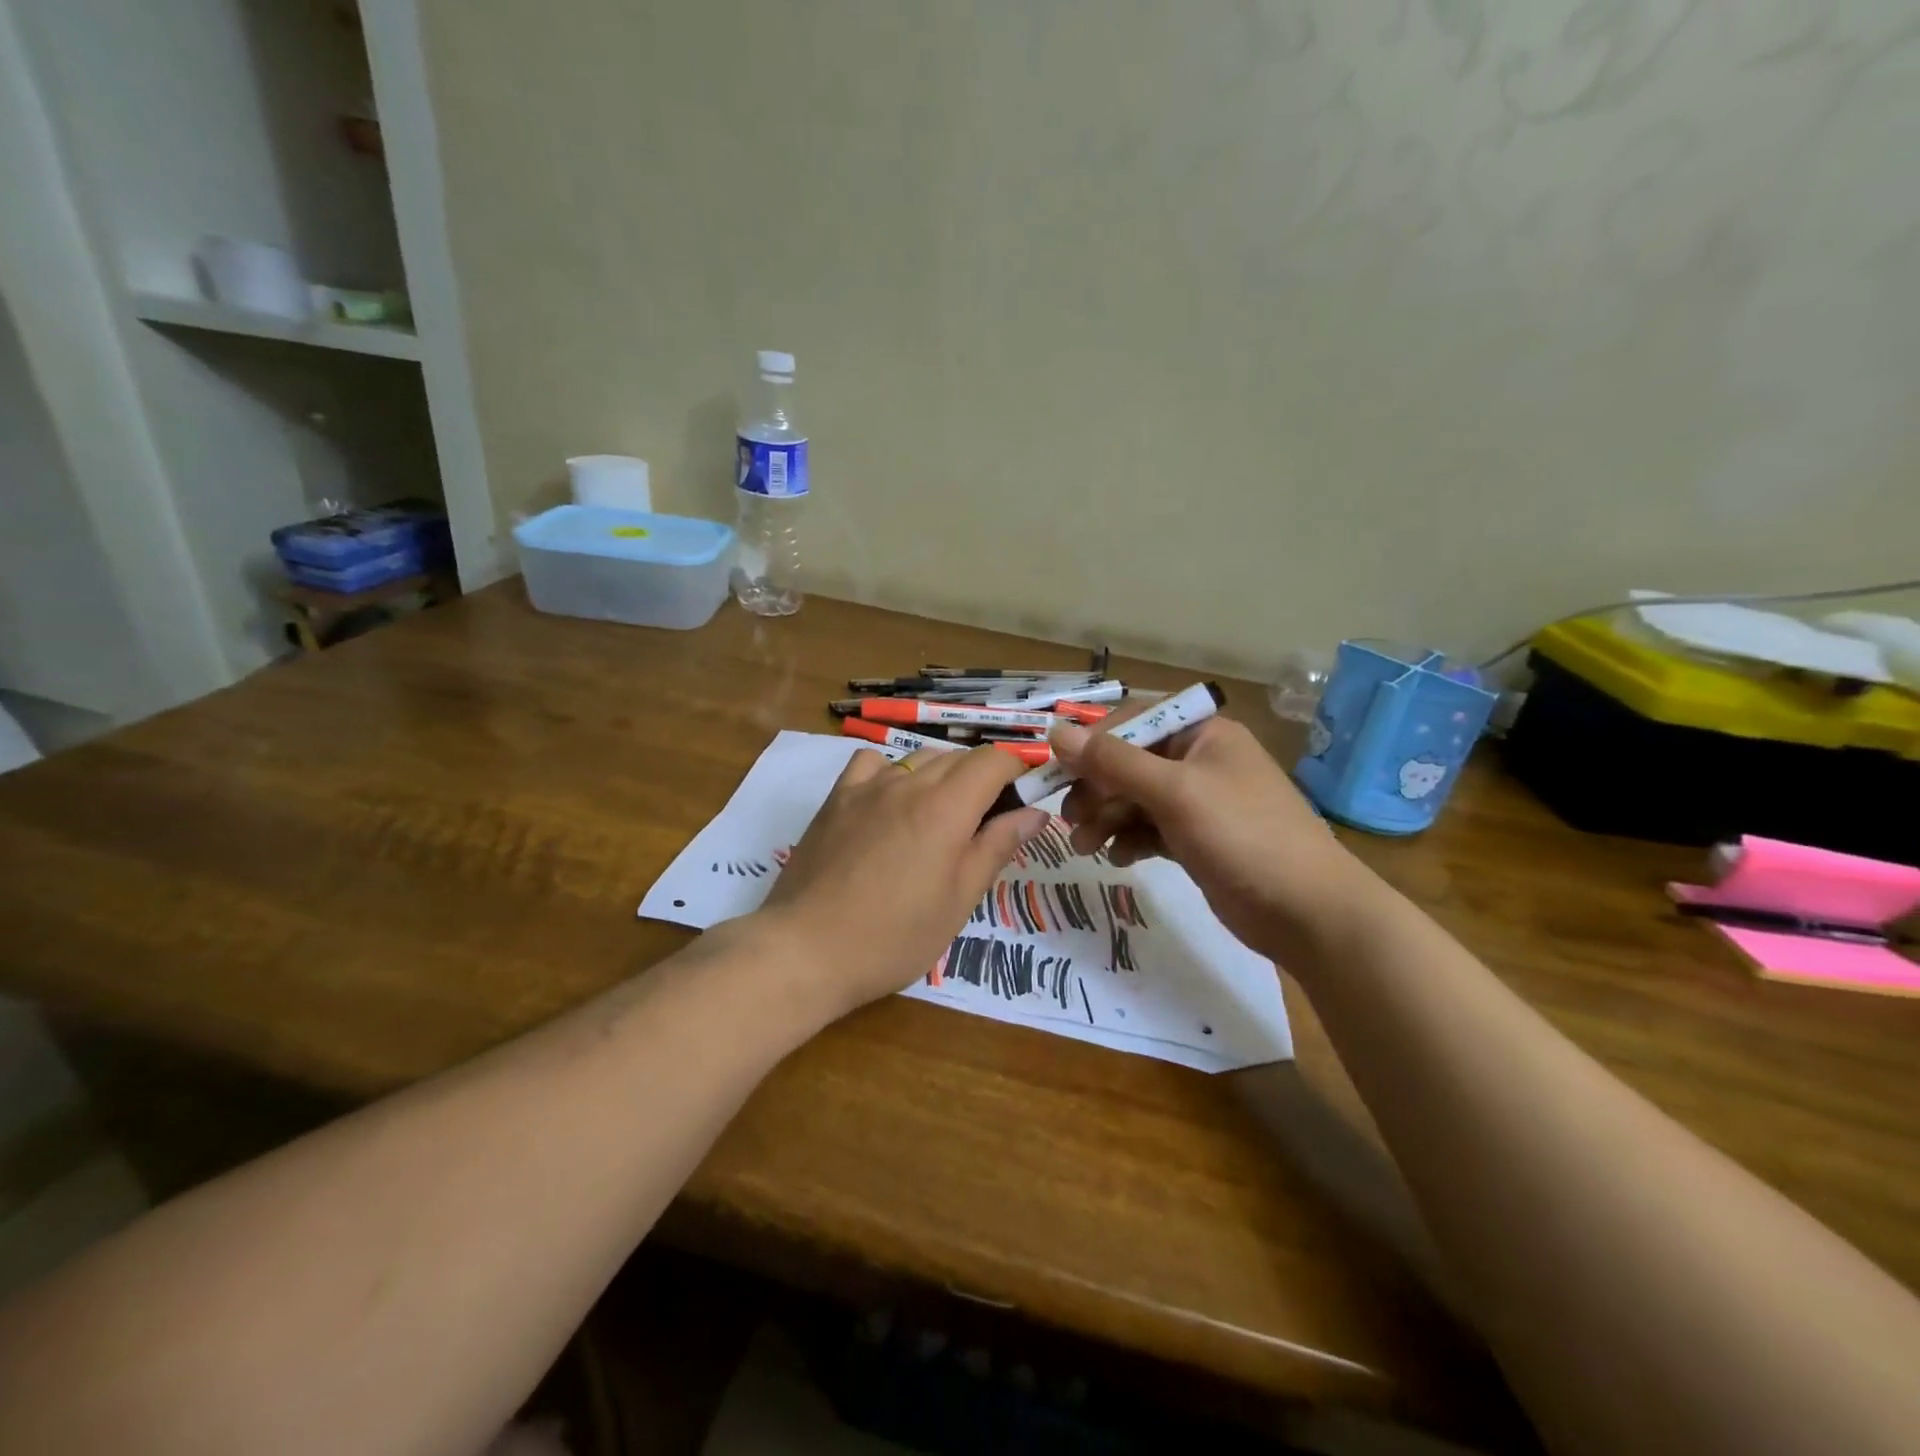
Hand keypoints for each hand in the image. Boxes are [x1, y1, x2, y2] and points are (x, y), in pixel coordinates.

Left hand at [758, 746, 1050, 1019]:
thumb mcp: (958, 900)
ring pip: (919, 758)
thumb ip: (997, 847)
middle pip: (959, 757)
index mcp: (946, 807)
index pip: (994, 760)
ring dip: (942, 776)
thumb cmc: (894, 936)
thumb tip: (1035, 812)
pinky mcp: (836, 798)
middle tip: (985, 824)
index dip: (1017, 772)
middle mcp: (908, 783)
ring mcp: (867, 786)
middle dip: (983, 779)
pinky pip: (872, 763)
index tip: (1021, 802)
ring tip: (939, 819)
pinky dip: (892, 772)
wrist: (806, 949)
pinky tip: (890, 802)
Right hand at [1052, 713, 1371, 958]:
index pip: (1132, 720)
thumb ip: (1113, 761)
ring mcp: (1198, 802)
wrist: (1308, 912)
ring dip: (1105, 819)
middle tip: (1069, 820)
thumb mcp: (1174, 792)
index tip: (1057, 771)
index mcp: (1201, 733)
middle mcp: (1198, 760)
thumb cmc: (1243, 836)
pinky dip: (1129, 840)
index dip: (1091, 743)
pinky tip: (1118, 859)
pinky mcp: (1196, 840)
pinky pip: (1149, 829)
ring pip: (1134, 799)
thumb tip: (1056, 731)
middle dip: (1096, 790)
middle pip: (1128, 763)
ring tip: (1084, 848)